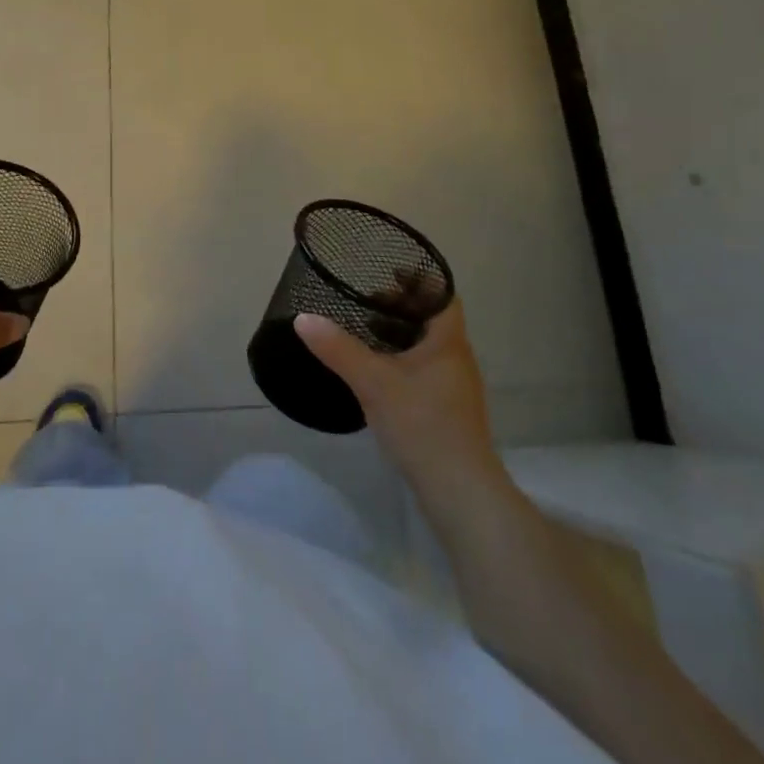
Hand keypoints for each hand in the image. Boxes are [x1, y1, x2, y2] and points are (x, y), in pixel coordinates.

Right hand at [295, 298, 500, 495]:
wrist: (460, 493)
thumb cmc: (423, 425)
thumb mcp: (374, 383)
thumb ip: (338, 349)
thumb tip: (303, 318)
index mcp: (448, 341)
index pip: (442, 294)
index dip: (418, 278)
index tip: (387, 270)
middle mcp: (457, 358)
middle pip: (432, 318)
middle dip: (401, 306)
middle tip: (366, 302)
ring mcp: (455, 387)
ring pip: (427, 346)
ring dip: (400, 335)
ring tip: (365, 333)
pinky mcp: (448, 411)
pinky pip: (425, 370)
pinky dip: (402, 361)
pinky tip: (377, 374)